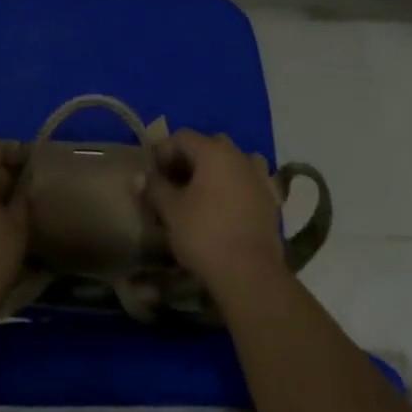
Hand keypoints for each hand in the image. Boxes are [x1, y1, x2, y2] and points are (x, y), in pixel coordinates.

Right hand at [149, 129, 288, 296]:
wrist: (251, 274)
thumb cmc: (205, 235)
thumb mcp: (171, 211)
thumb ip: (155, 188)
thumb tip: (141, 176)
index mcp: (214, 151)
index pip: (182, 137)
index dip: (163, 151)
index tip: (152, 174)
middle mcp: (240, 156)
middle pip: (208, 146)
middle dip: (188, 161)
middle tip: (173, 184)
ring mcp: (259, 177)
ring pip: (231, 163)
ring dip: (213, 172)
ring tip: (199, 196)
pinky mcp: (270, 200)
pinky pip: (247, 183)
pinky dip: (233, 188)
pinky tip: (223, 209)